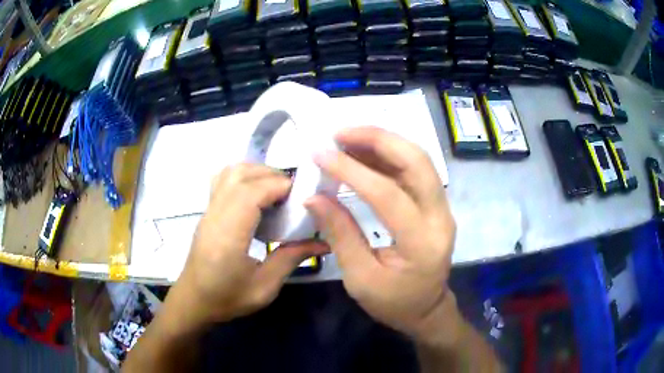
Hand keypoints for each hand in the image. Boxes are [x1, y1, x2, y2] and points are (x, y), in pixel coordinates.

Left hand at [167, 164, 328, 327]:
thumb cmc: (227, 297)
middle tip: (293, 194)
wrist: (194, 300)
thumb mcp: (264, 287)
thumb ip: (291, 258)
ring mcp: (208, 211)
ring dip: (256, 173)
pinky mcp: (208, 212)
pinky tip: (257, 197)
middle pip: (240, 175)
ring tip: (276, 191)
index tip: (302, 195)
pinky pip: (224, 181)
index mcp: (228, 235)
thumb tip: (324, 243)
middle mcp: (215, 215)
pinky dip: (244, 178)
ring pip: (230, 173)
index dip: (278, 186)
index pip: (251, 193)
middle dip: (271, 175)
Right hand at [305, 126, 455, 341]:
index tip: (320, 154)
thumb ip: (340, 235)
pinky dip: (388, 155)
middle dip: (378, 139)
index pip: (388, 195)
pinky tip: (363, 152)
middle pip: (417, 162)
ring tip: (347, 137)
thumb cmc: (393, 302)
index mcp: (421, 244)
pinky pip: (415, 170)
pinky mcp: (436, 204)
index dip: (352, 171)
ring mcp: (442, 208)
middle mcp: (440, 218)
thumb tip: (314, 196)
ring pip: (418, 160)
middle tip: (340, 133)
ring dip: (383, 142)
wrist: (426, 309)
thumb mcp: (360, 279)